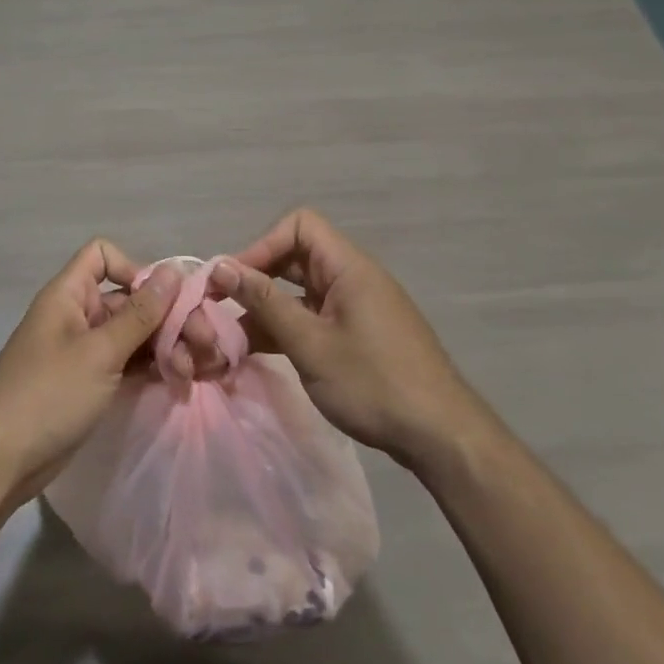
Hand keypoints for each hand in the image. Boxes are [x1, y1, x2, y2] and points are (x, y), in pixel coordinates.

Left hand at [0, 242, 181, 507]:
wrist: (1, 462)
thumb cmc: (48, 395)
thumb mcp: (100, 352)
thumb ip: (140, 313)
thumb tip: (173, 270)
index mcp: (69, 295)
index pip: (102, 256)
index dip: (133, 269)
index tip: (160, 301)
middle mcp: (78, 315)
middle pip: (130, 299)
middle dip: (168, 317)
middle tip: (204, 343)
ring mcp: (85, 351)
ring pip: (135, 334)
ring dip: (167, 346)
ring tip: (195, 370)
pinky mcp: (92, 382)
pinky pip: (129, 362)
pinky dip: (153, 368)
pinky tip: (181, 382)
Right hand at [207, 209, 491, 473]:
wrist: (441, 437)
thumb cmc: (374, 383)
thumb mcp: (310, 343)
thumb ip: (265, 303)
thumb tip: (222, 266)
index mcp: (348, 267)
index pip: (299, 226)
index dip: (263, 245)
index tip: (234, 281)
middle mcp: (353, 278)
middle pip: (296, 257)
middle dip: (257, 278)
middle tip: (222, 307)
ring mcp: (356, 308)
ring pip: (301, 292)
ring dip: (266, 309)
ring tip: (230, 338)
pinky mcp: (357, 335)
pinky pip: (313, 317)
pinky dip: (286, 329)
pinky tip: (257, 353)